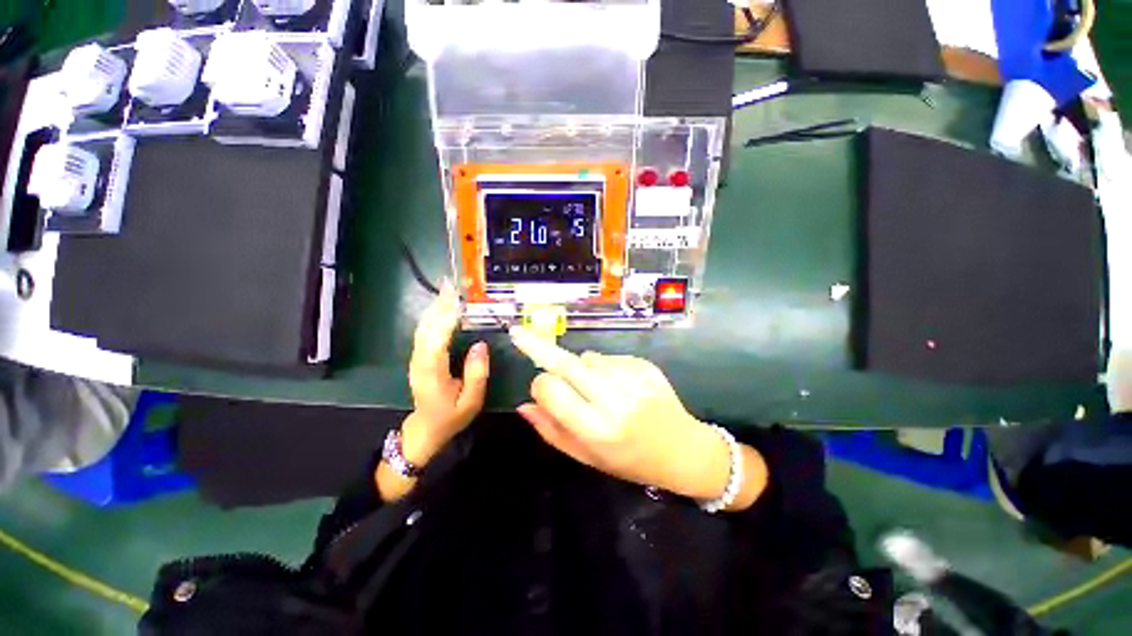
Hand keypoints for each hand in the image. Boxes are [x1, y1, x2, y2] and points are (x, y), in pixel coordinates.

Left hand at [404, 283, 489, 466]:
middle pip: (427, 328)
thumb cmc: (451, 417)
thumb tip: (480, 345)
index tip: (457, 301)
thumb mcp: (471, 401)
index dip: (446, 320)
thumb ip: (476, 373)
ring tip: (447, 290)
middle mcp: (420, 361)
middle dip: (439, 305)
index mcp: (432, 373)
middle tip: (451, 285)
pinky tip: (441, 307)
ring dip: (435, 307)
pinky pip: (424, 332)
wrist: (425, 429)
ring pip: (423, 327)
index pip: (437, 341)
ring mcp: (417, 358)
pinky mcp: (419, 357)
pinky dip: (432, 316)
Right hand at [510, 327, 762, 506]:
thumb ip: (551, 431)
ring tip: (598, 389)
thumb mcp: (587, 457)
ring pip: (587, 357)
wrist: (683, 451)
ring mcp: (633, 379)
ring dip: (581, 368)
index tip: (542, 389)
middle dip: (540, 347)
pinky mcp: (645, 365)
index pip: (550, 390)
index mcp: (597, 429)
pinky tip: (619, 385)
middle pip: (566, 363)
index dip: (540, 386)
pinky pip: (608, 357)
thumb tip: (523, 405)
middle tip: (520, 334)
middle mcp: (615, 401)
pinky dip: (603, 367)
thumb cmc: (630, 460)